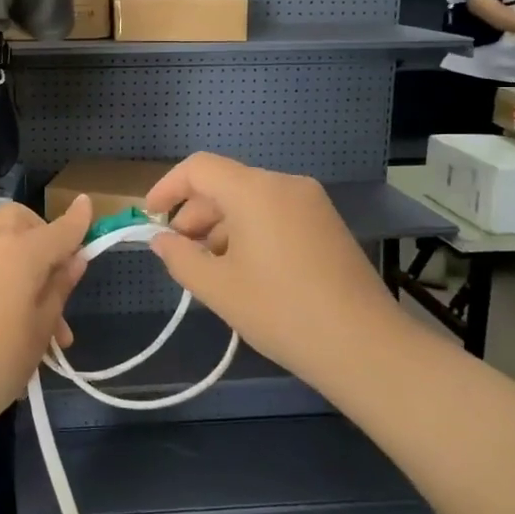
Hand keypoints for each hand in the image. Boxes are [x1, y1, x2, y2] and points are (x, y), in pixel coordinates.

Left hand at [0, 198, 92, 439]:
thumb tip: (73, 259)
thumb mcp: (36, 334)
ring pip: (0, 241)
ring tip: (36, 323)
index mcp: (21, 252)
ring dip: (22, 263)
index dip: (79, 220)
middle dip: (43, 237)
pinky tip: (4, 324)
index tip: (88, 204)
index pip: (60, 229)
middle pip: (22, 220)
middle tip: (55, 280)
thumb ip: (57, 291)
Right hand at [144, 153, 394, 379]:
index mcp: (254, 190)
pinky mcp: (327, 224)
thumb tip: (161, 240)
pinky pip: (275, 213)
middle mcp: (284, 184)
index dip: (168, 187)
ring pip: (250, 200)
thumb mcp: (218, 288)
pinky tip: (245, 270)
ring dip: (222, 225)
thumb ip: (180, 258)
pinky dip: (250, 230)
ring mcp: (311, 202)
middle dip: (195, 213)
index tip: (150, 217)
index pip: (199, 168)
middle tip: (180, 252)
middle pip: (225, 183)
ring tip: (211, 268)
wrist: (364, 346)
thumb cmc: (281, 311)